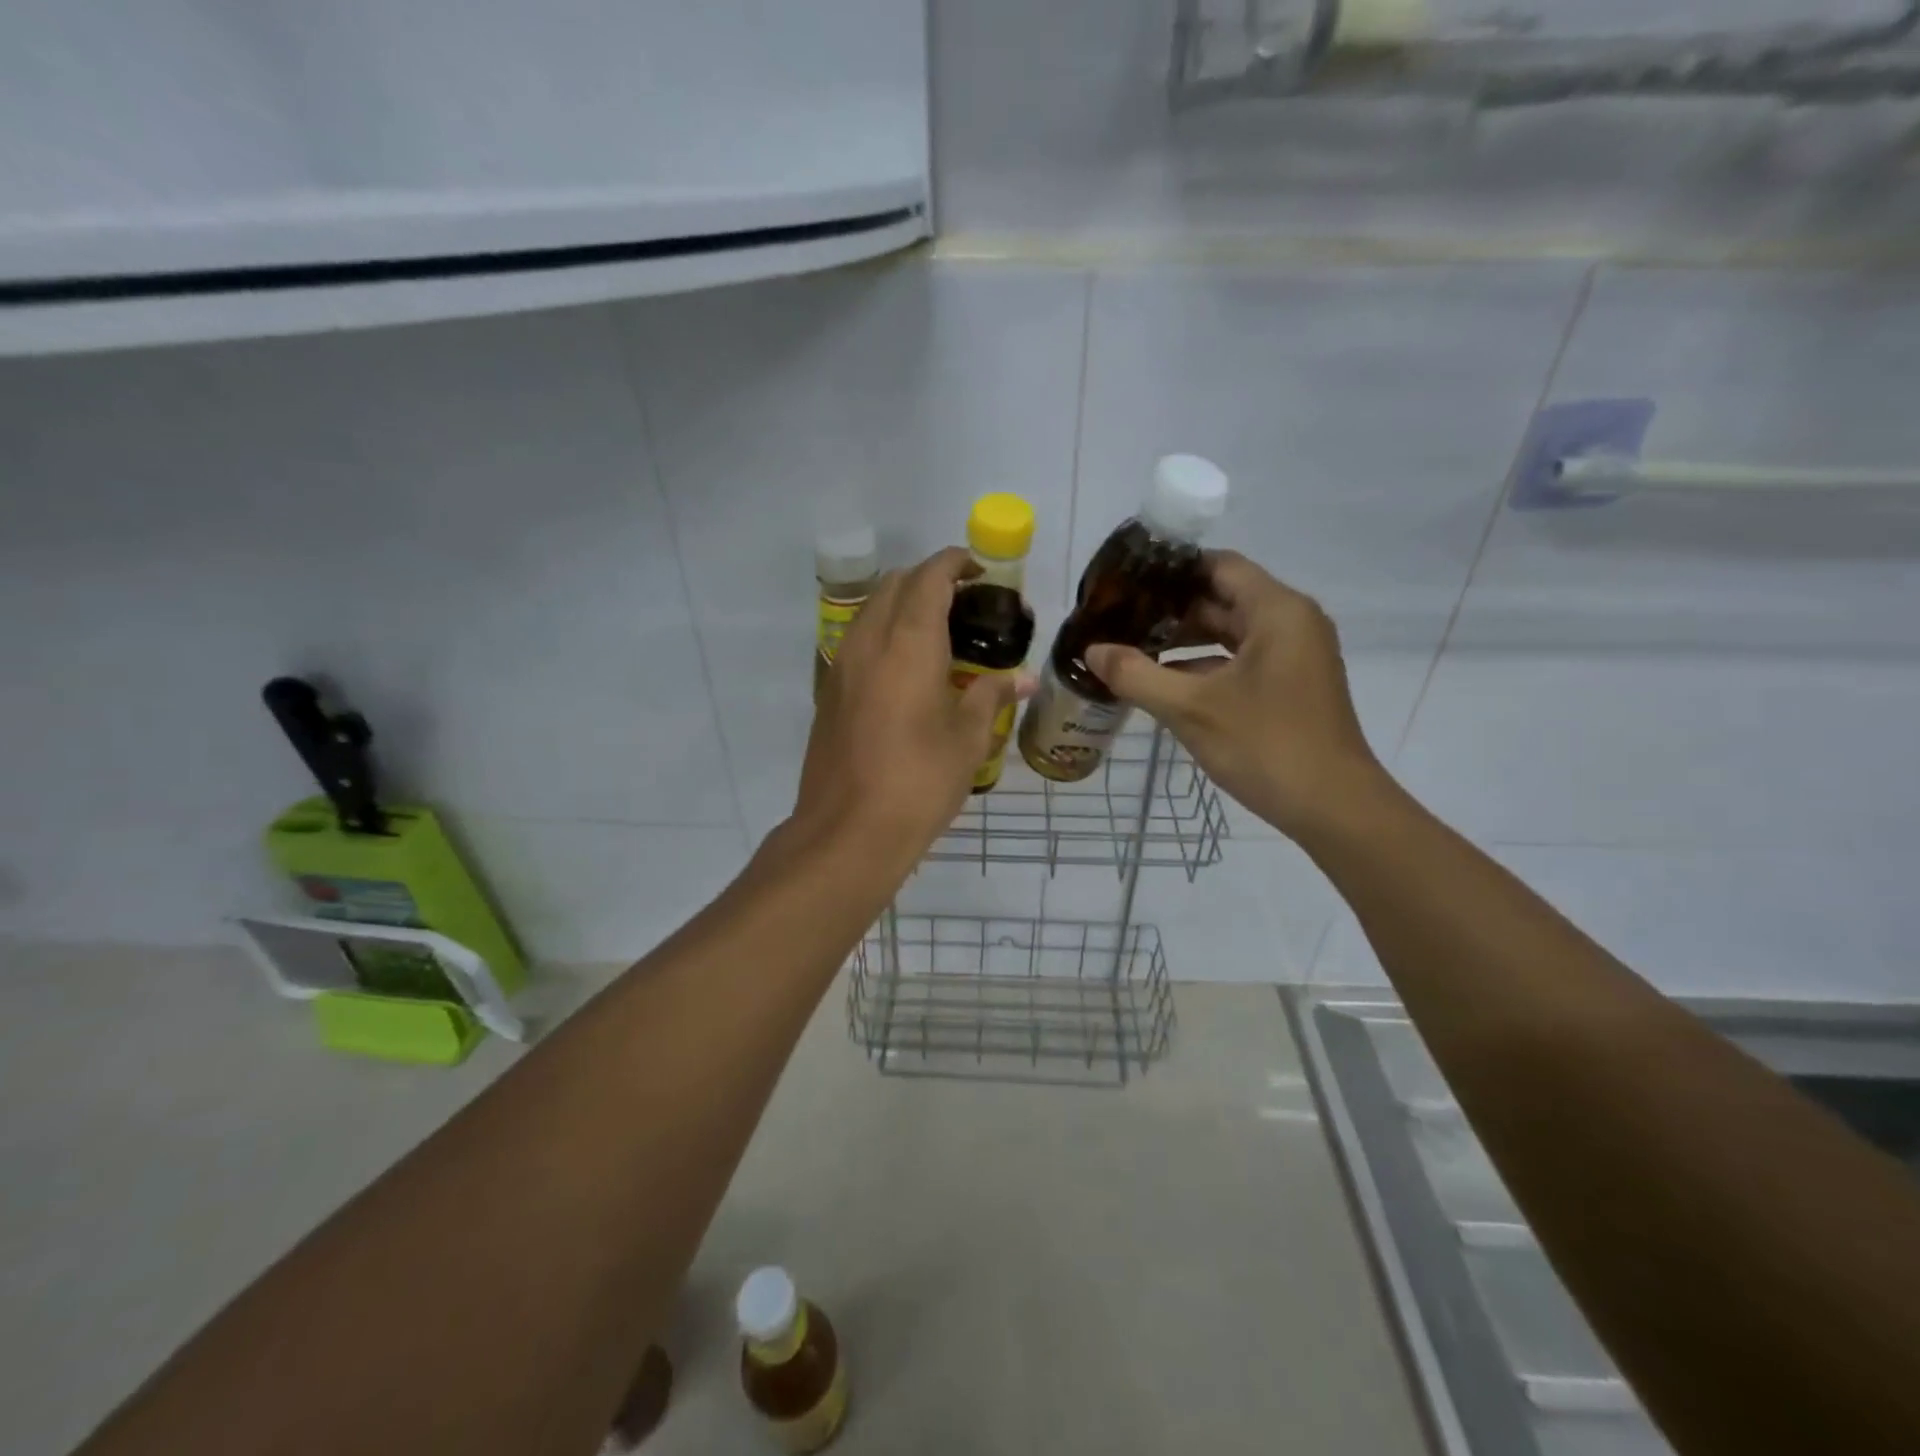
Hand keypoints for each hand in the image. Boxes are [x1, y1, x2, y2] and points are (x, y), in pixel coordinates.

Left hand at [790, 547, 1026, 859]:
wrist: (848, 831)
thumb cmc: (919, 781)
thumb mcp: (967, 739)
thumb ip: (991, 696)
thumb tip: (1020, 678)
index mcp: (908, 644)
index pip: (928, 578)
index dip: (953, 563)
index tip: (978, 570)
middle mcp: (868, 642)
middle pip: (893, 585)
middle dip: (927, 579)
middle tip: (963, 602)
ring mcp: (841, 666)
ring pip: (870, 611)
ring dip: (901, 604)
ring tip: (937, 632)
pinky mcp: (829, 693)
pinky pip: (857, 641)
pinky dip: (884, 633)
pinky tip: (907, 669)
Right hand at [1084, 552, 1386, 842]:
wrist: (1333, 808)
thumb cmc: (1265, 745)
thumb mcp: (1190, 709)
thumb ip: (1135, 674)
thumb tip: (1091, 651)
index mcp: (1276, 611)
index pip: (1218, 566)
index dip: (1170, 570)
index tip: (1126, 583)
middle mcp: (1291, 622)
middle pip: (1223, 598)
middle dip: (1170, 609)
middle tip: (1118, 618)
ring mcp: (1294, 655)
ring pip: (1231, 632)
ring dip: (1185, 639)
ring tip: (1131, 647)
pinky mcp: (1291, 685)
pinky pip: (1241, 659)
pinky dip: (1204, 665)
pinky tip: (1164, 681)